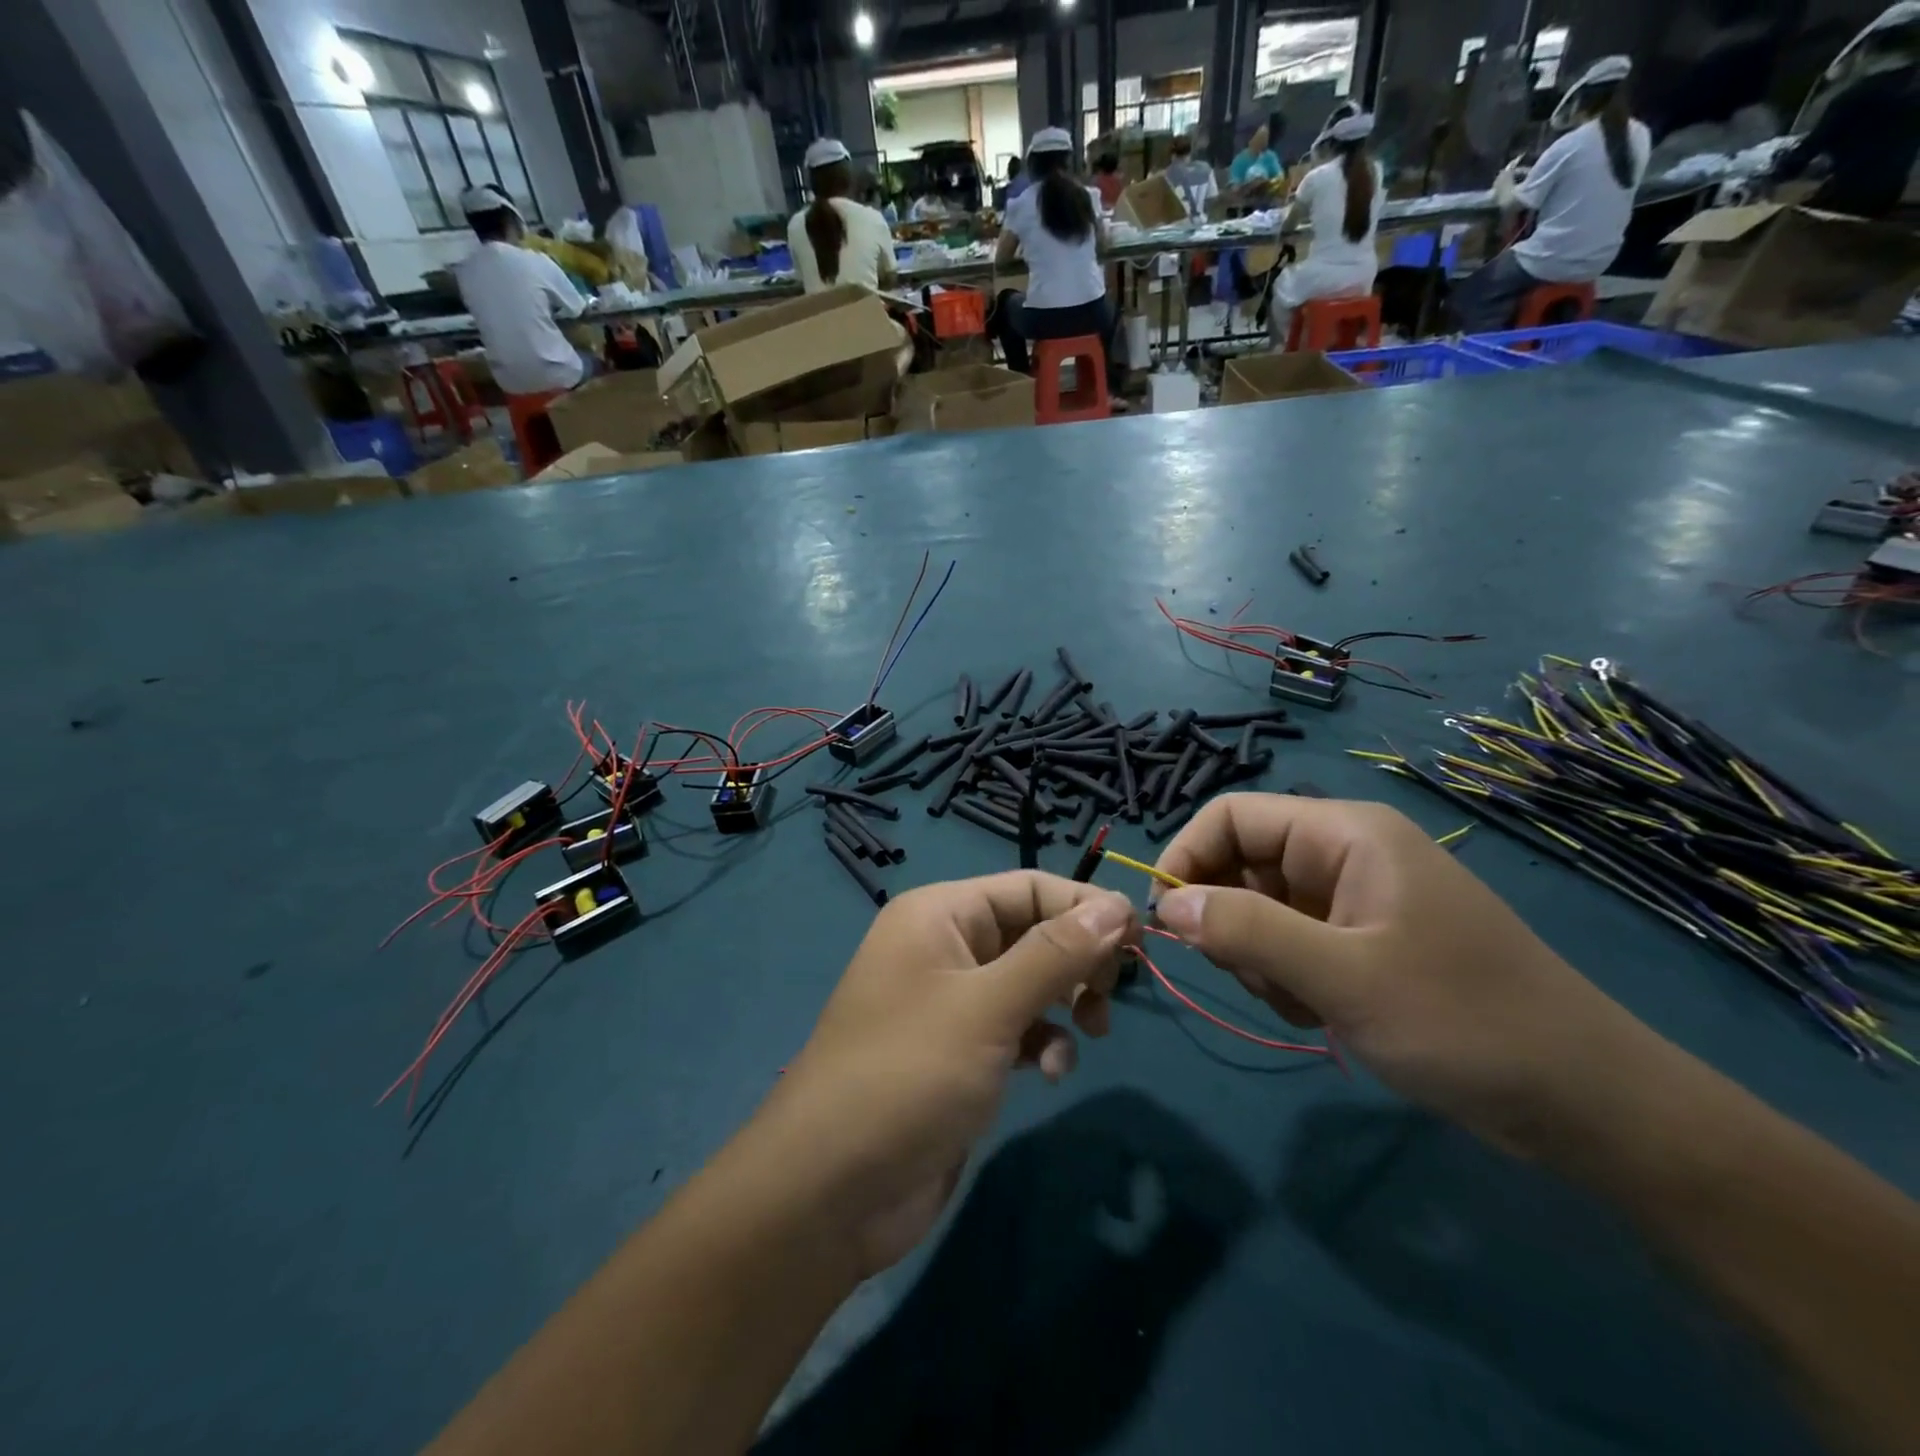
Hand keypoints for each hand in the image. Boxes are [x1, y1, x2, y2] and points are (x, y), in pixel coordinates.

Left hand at [751, 872, 1136, 1276]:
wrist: (832, 1190)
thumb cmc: (909, 1075)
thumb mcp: (988, 1007)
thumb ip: (1056, 954)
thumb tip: (1117, 903)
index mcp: (939, 914)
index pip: (1029, 887)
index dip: (1085, 907)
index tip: (1139, 943)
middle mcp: (944, 946)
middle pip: (1032, 932)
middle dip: (1077, 960)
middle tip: (1108, 996)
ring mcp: (949, 1001)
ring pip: (1029, 981)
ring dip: (1063, 1004)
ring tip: (1088, 1034)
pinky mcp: (958, 1051)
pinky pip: (1015, 1027)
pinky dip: (1040, 1043)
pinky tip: (1047, 1074)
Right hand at [1151, 794, 1665, 1157]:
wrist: (1583, 1102)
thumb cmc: (1464, 1021)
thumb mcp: (1343, 976)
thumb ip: (1244, 931)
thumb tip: (1163, 904)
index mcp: (1344, 833)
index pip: (1230, 815)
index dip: (1186, 857)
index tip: (1165, 919)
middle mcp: (1343, 853)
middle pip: (1240, 863)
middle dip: (1228, 920)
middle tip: (1255, 976)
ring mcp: (1351, 899)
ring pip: (1257, 908)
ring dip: (1258, 957)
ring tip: (1304, 1001)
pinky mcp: (1359, 940)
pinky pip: (1288, 942)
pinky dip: (1285, 977)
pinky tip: (1322, 1012)